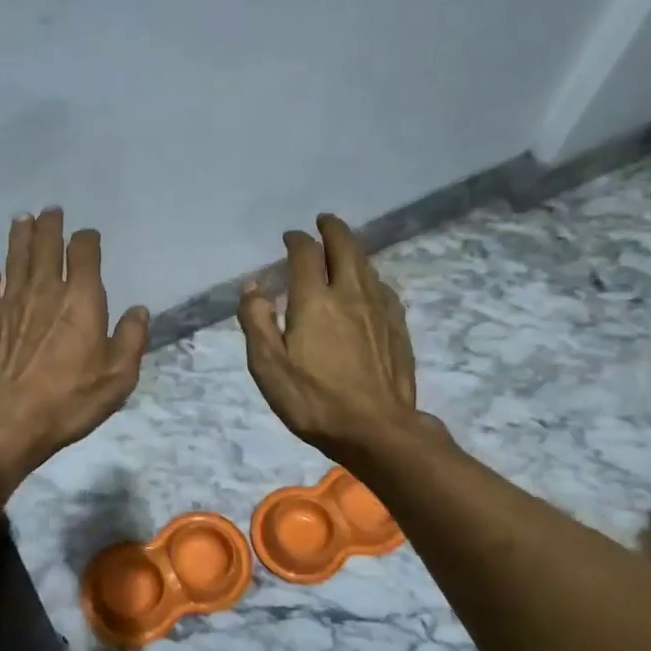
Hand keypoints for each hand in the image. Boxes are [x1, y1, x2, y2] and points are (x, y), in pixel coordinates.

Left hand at [0, 208, 149, 490]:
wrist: (7, 421)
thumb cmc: (69, 400)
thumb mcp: (118, 376)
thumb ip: (131, 339)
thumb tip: (138, 311)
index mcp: (82, 299)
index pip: (85, 253)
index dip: (87, 239)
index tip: (88, 236)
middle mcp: (45, 291)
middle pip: (46, 246)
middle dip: (50, 226)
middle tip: (50, 211)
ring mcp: (11, 304)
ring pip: (16, 259)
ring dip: (20, 237)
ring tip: (22, 220)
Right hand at [238, 213, 431, 460]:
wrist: (376, 429)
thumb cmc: (313, 400)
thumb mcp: (268, 366)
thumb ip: (257, 321)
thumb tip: (253, 286)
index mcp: (315, 300)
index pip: (306, 254)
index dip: (296, 240)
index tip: (289, 237)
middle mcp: (351, 294)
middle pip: (345, 247)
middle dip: (333, 229)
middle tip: (323, 221)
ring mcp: (379, 310)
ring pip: (367, 265)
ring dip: (353, 249)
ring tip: (344, 247)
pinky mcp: (397, 329)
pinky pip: (384, 289)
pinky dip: (371, 277)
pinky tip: (371, 286)